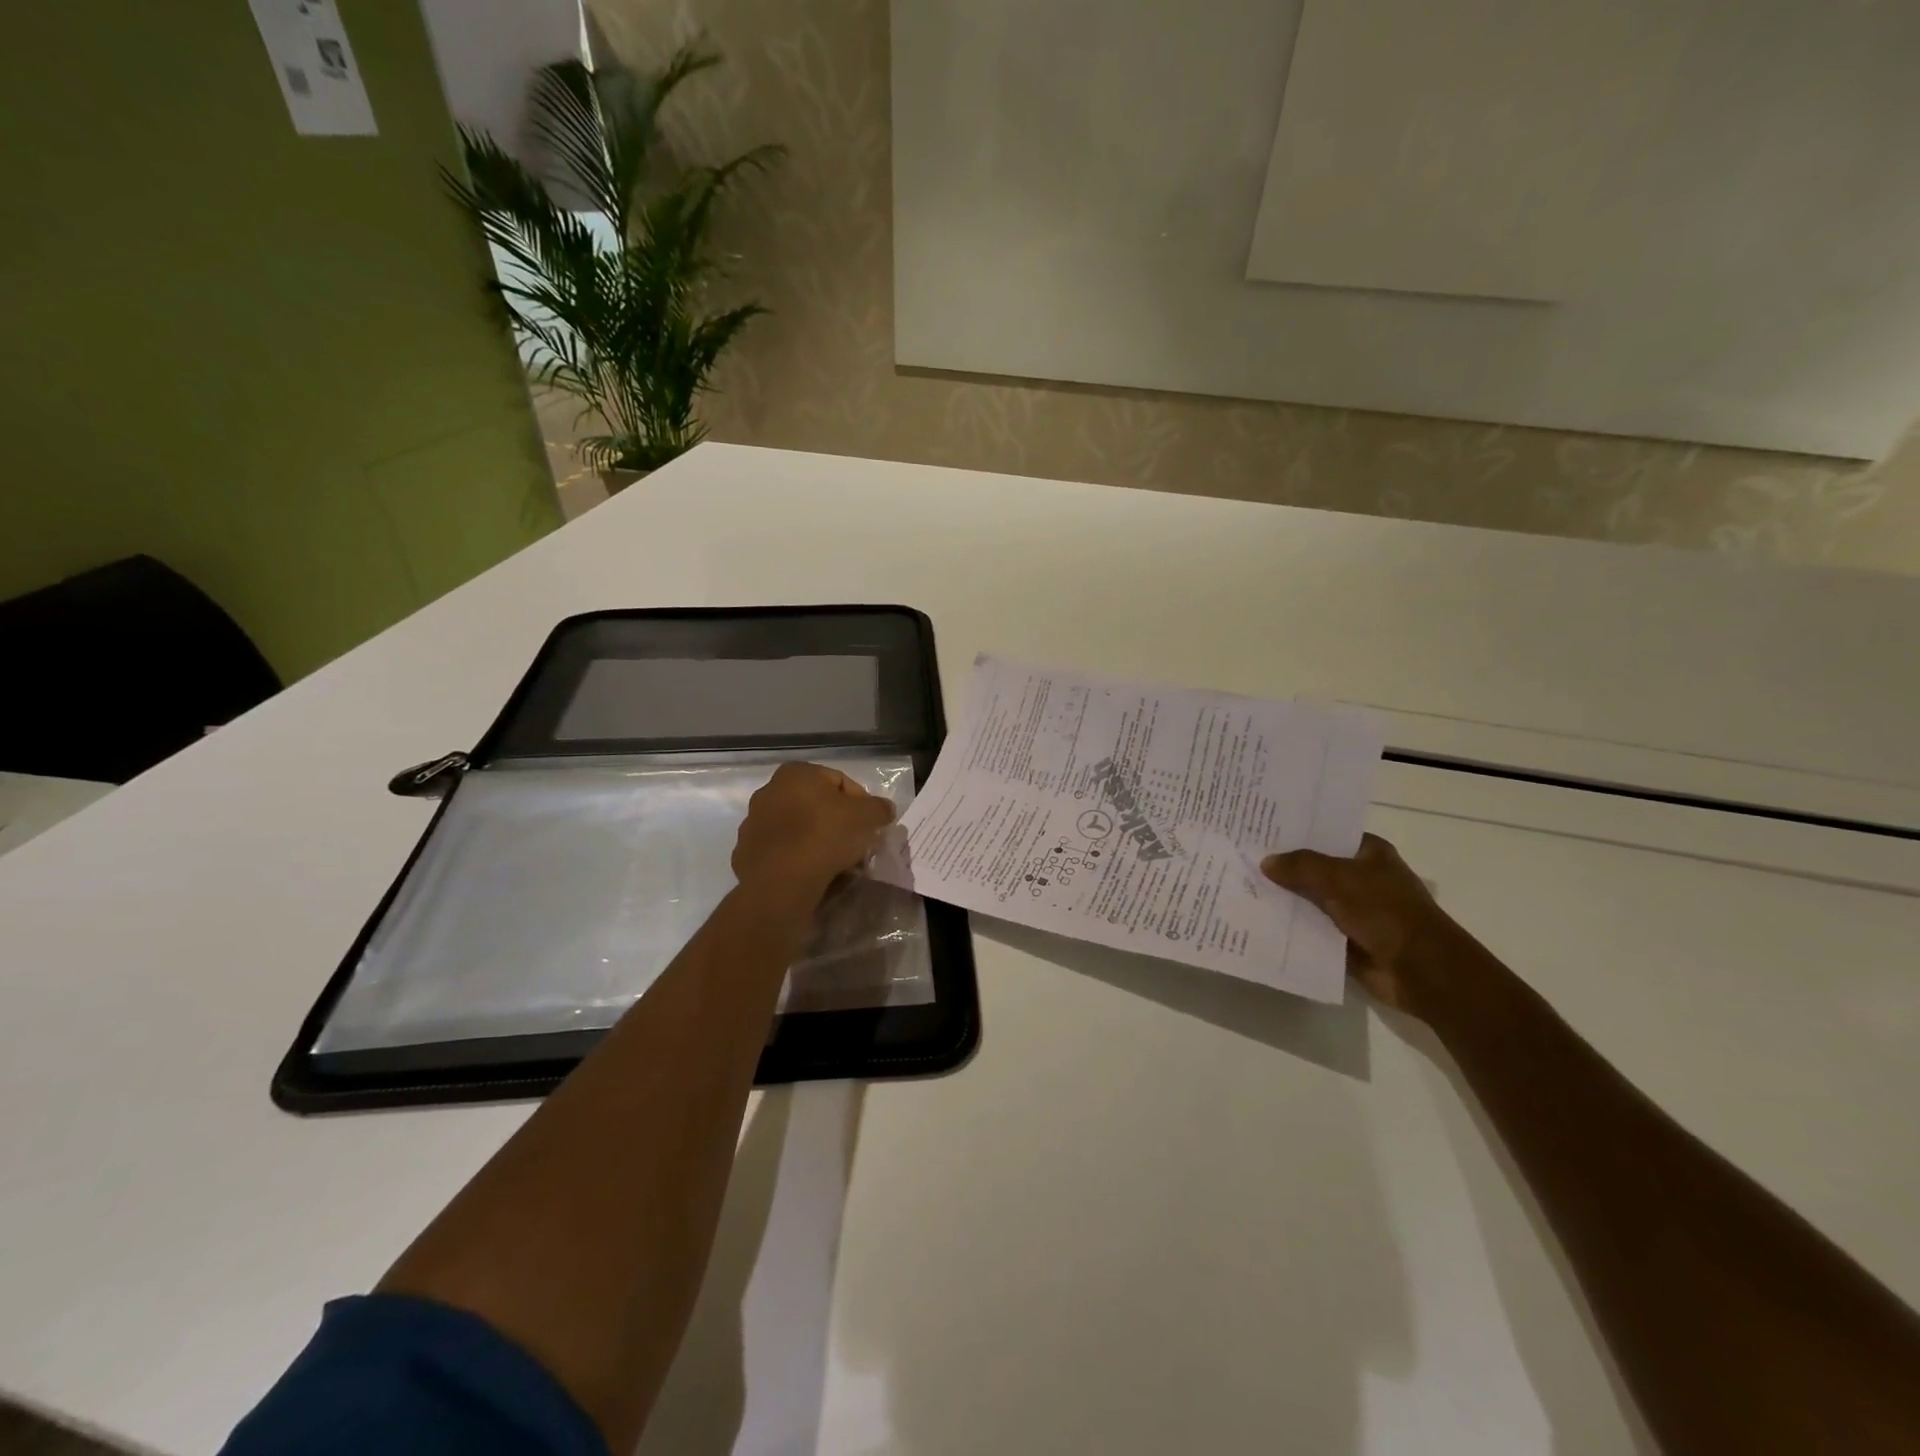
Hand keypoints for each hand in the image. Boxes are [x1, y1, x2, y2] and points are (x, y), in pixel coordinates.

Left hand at [732, 763, 895, 904]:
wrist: (782, 880)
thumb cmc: (826, 835)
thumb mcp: (867, 816)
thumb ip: (879, 808)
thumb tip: (884, 809)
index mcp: (796, 773)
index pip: (839, 781)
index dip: (861, 802)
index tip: (870, 824)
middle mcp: (769, 791)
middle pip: (815, 805)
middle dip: (836, 822)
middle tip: (855, 843)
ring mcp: (753, 823)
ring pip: (796, 829)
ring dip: (815, 840)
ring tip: (835, 863)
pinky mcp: (746, 853)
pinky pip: (780, 852)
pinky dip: (796, 859)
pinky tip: (812, 874)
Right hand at [1261, 833, 1467, 1017]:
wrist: (1420, 970)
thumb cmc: (1386, 912)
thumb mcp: (1339, 879)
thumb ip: (1300, 867)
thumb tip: (1266, 862)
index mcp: (1369, 854)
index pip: (1326, 835)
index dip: (1296, 833)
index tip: (1260, 830)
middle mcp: (1361, 878)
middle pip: (1314, 868)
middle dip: (1283, 867)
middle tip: (1242, 857)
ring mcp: (1353, 910)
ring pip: (1310, 899)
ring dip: (1284, 898)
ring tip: (1241, 887)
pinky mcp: (1345, 939)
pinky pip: (1310, 928)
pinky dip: (1291, 926)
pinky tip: (1259, 919)